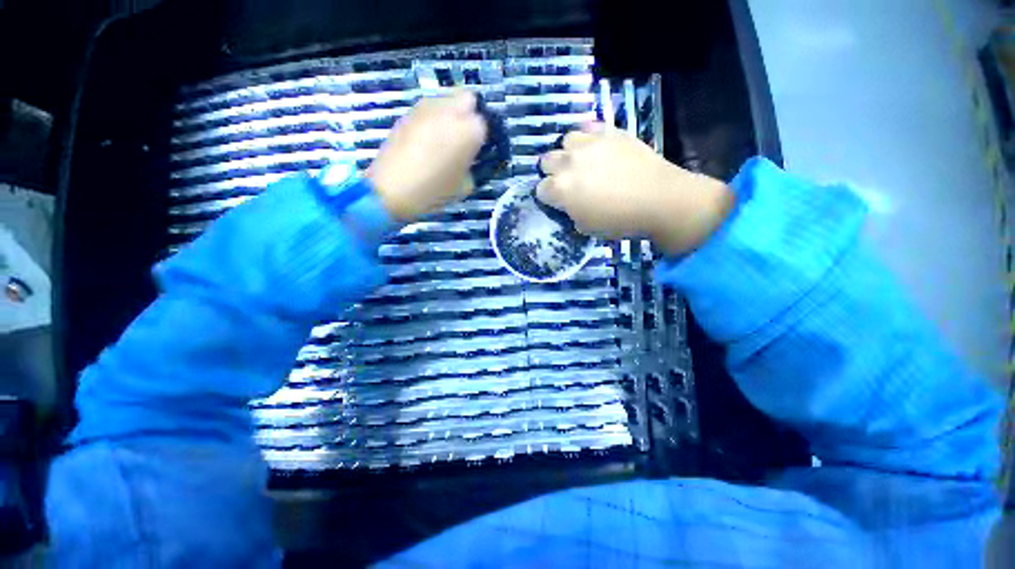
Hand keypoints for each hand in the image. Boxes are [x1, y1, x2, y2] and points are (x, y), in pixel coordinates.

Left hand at [367, 90, 487, 220]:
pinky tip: (425, 140)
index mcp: (469, 131)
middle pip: (468, 99)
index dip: (482, 138)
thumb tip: (469, 159)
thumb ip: (473, 167)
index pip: (485, 124)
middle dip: (469, 114)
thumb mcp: (465, 186)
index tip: (477, 151)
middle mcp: (450, 111)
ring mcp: (426, 108)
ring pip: (447, 100)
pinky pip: (428, 109)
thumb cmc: (434, 190)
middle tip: (464, 137)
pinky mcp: (408, 113)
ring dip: (450, 114)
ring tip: (443, 138)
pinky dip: (432, 119)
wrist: (392, 189)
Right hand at [536, 123, 733, 255]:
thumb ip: (570, 211)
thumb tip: (569, 203)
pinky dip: (588, 136)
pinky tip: (597, 147)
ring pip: (565, 140)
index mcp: (560, 189)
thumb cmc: (619, 221)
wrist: (658, 199)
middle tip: (569, 181)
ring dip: (570, 152)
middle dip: (553, 172)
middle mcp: (568, 162)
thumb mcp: (585, 226)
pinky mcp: (609, 131)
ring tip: (583, 161)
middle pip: (546, 161)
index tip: (558, 201)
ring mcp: (589, 143)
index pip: (540, 189)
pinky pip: (588, 126)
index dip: (548, 197)